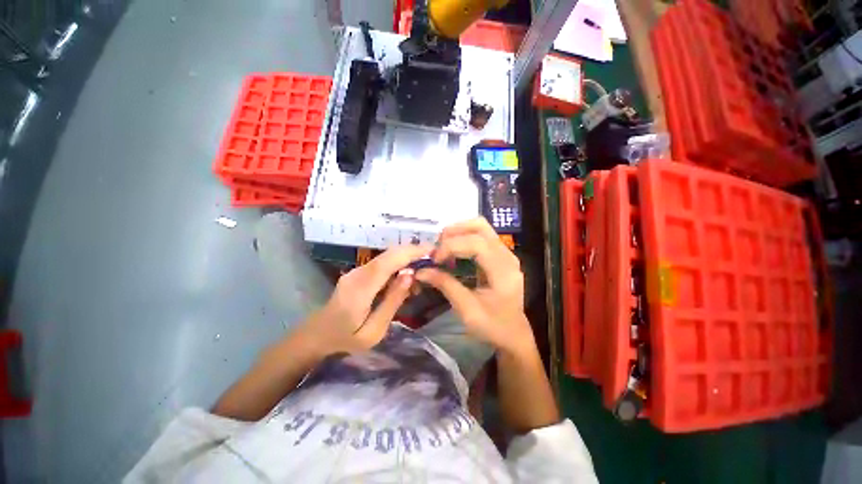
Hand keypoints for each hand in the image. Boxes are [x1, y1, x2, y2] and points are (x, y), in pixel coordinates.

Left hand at [300, 244, 432, 355]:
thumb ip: (392, 302)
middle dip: (412, 252)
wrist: (318, 334)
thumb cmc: (347, 339)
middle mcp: (357, 273)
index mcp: (360, 289)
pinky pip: (382, 263)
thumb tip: (410, 275)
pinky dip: (398, 265)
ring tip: (420, 277)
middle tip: (432, 259)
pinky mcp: (358, 272)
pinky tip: (405, 279)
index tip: (431, 250)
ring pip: (386, 257)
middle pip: (388, 254)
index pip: (388, 262)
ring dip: (406, 260)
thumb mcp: (374, 331)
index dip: (410, 253)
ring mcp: (356, 270)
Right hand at [416, 218, 532, 353]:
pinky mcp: (500, 255)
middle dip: (455, 231)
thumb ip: (445, 285)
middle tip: (436, 244)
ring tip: (442, 243)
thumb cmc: (492, 326)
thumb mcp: (466, 309)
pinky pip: (482, 236)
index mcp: (503, 271)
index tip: (434, 259)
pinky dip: (464, 236)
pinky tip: (453, 248)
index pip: (477, 244)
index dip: (452, 246)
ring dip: (459, 230)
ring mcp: (506, 254)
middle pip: (481, 227)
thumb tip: (421, 271)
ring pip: (482, 227)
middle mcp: (507, 256)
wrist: (513, 334)